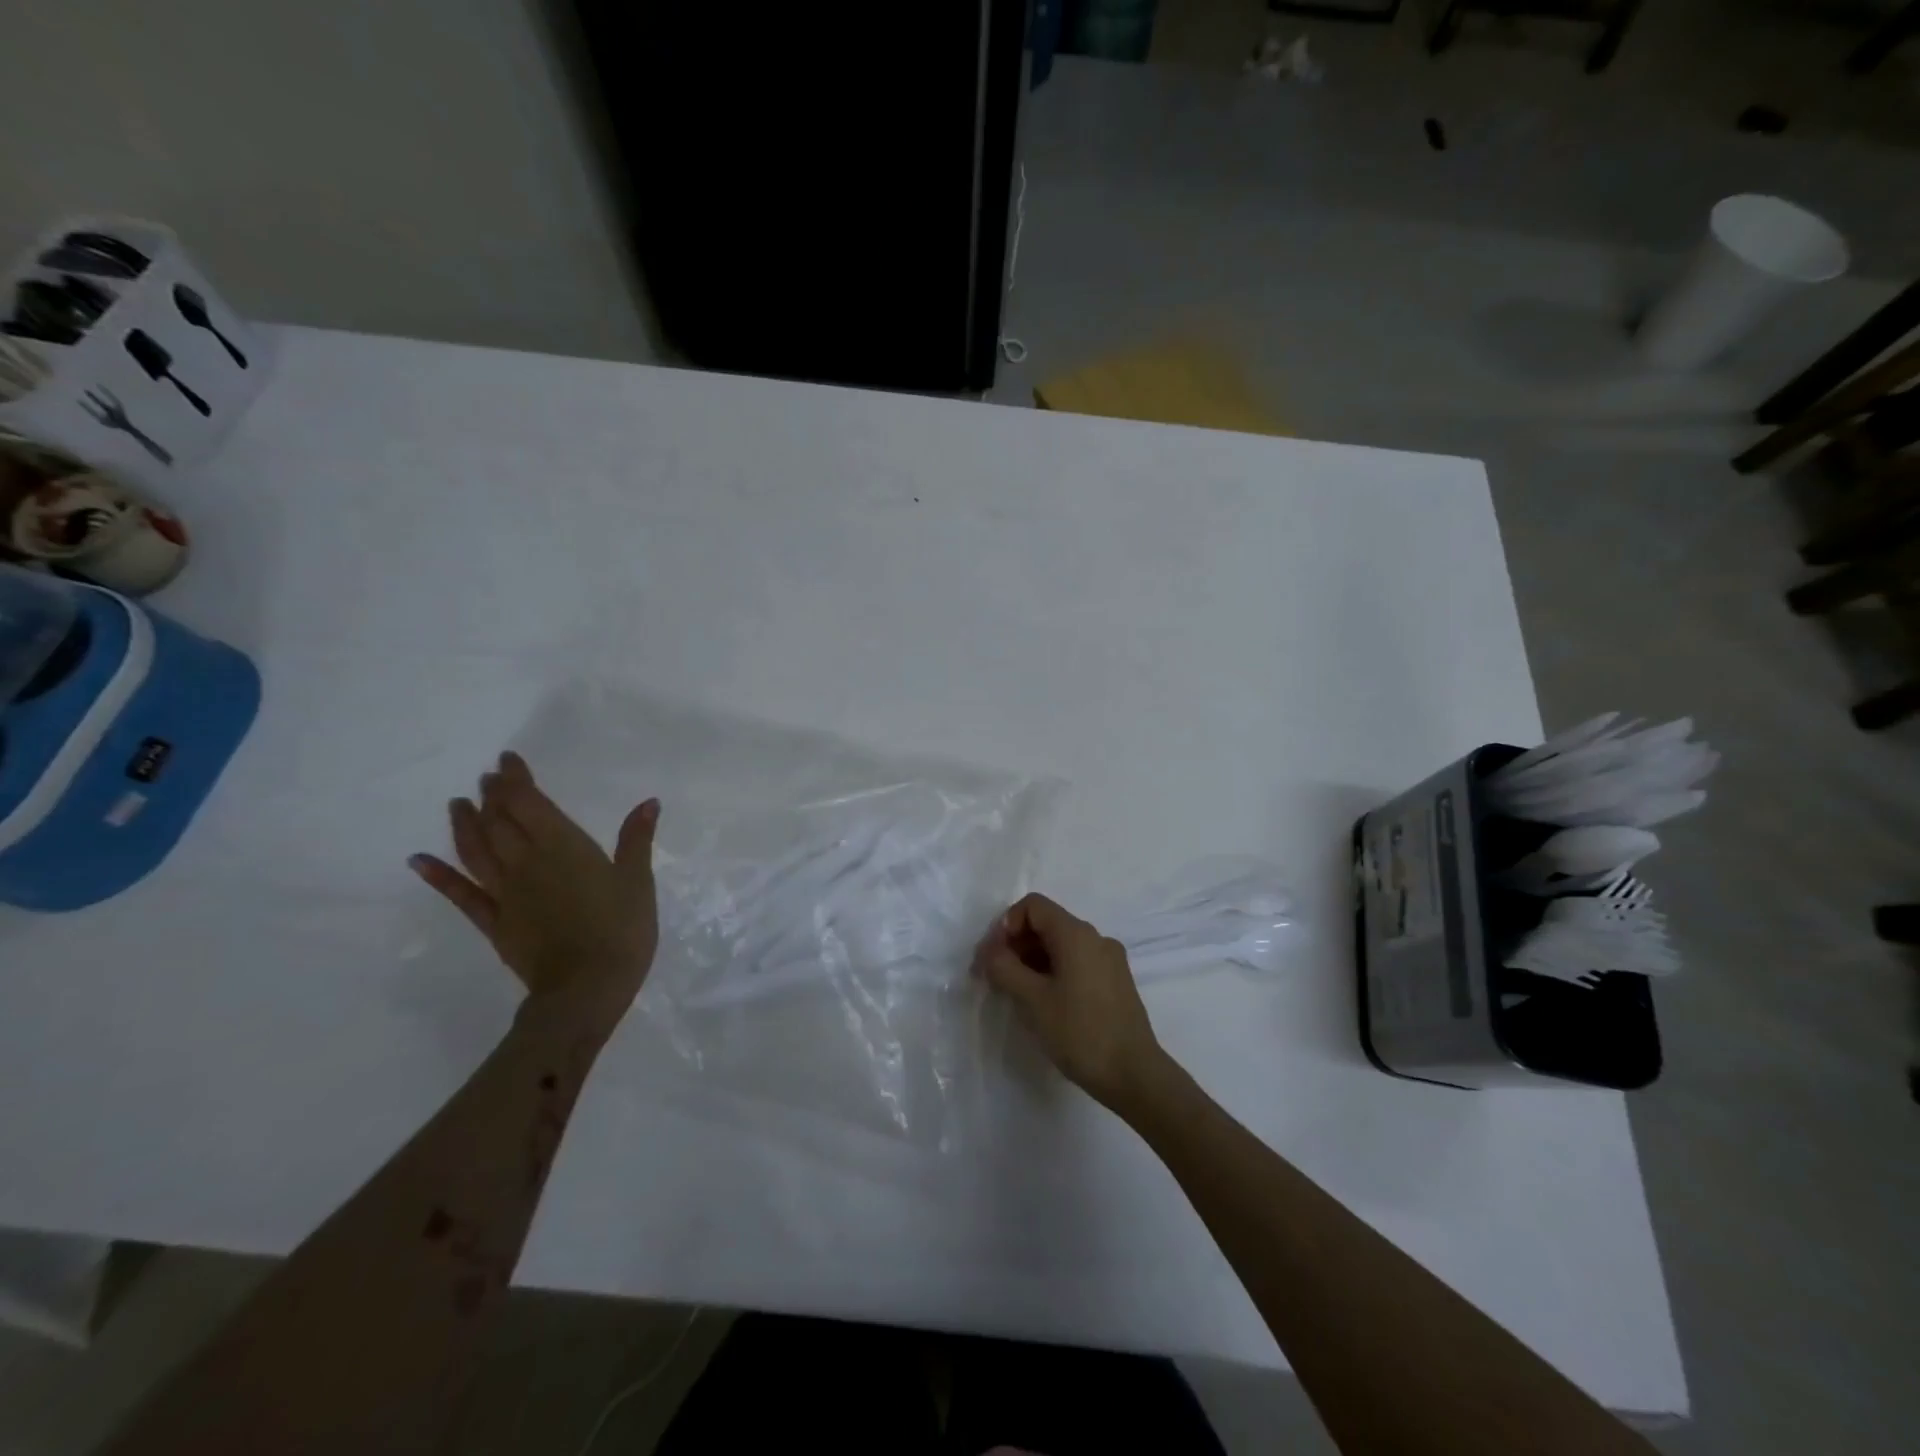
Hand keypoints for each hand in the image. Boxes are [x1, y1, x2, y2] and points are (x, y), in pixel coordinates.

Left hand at [410, 752, 659, 1028]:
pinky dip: (438, 876)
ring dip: (464, 825)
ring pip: (476, 850)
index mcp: (564, 847)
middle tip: (486, 778)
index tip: (507, 760)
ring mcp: (506, 894)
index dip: (516, 780)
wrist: (586, 989)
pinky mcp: (494, 923)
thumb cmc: (621, 930)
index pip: (530, 803)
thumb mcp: (638, 881)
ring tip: (457, 805)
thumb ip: (636, 840)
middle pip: (500, 821)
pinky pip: (461, 895)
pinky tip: (419, 860)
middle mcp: (527, 863)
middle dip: (491, 796)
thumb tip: (648, 802)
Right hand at [973, 893, 1166, 1114]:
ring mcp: (1110, 960)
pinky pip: (1077, 963)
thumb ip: (1004, 967)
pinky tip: (1045, 1003)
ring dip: (1033, 961)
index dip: (1006, 925)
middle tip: (995, 978)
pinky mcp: (1116, 982)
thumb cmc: (1079, 1032)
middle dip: (1016, 945)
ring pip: (1061, 945)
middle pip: (1047, 924)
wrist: (1134, 1074)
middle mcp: (1096, 937)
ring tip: (1017, 994)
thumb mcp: (1032, 999)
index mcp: (1076, 933)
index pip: (1033, 906)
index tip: (993, 958)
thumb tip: (989, 951)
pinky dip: (1054, 972)